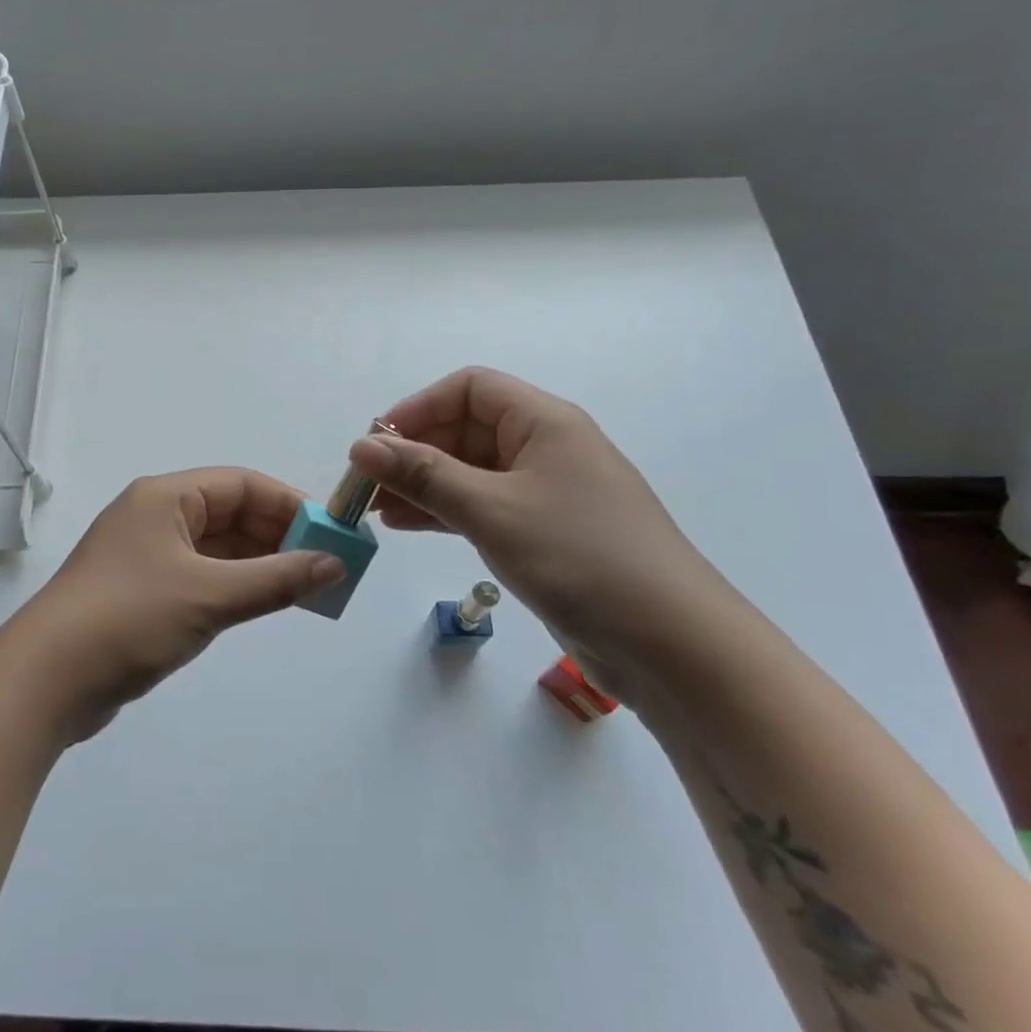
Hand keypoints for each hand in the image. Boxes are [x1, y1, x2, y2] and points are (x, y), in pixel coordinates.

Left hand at [8, 469, 344, 740]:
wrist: (46, 680)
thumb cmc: (130, 618)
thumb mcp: (210, 596)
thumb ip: (276, 579)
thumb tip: (334, 564)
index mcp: (164, 497)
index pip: (241, 484)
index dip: (289, 504)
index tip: (331, 533)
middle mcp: (155, 517)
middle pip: (230, 514)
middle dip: (278, 537)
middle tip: (325, 566)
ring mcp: (146, 556)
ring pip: (217, 548)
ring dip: (259, 564)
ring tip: (305, 588)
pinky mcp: (143, 592)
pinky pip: (201, 576)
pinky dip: (234, 586)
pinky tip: (263, 604)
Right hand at [348, 368, 736, 702]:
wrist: (669, 642)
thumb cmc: (579, 557)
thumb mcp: (491, 510)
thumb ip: (423, 475)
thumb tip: (361, 445)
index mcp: (543, 422)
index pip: (469, 389)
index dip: (418, 409)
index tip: (376, 444)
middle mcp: (545, 447)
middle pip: (466, 429)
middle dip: (414, 451)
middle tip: (367, 486)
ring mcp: (546, 492)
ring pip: (471, 472)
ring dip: (424, 485)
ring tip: (376, 511)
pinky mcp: (545, 532)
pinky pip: (484, 506)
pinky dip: (446, 511)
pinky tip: (409, 526)